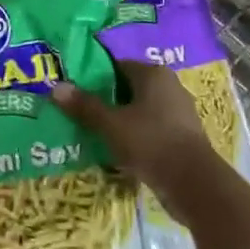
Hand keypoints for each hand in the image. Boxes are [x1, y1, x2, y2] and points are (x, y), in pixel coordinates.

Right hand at [51, 61, 218, 197]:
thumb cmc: (150, 142)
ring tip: (94, 132)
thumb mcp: (111, 124)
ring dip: (120, 120)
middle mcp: (169, 86)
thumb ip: (85, 106)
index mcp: (154, 74)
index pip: (117, 65)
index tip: (74, 90)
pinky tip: (118, 149)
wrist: (193, 182)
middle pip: (129, 87)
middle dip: (106, 100)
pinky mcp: (182, 135)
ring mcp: (179, 111)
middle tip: (80, 112)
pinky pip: (151, 128)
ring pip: (140, 110)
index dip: (94, 76)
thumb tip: (56, 87)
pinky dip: (135, 135)